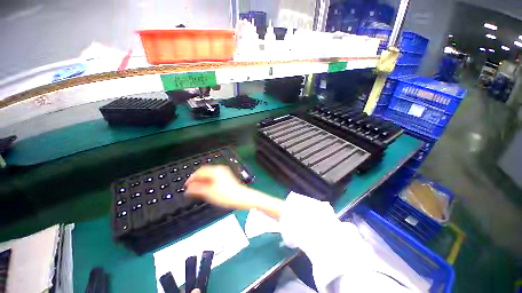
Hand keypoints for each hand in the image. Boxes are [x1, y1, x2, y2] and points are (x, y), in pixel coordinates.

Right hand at [185, 165, 283, 218]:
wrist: (242, 197)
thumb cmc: (226, 195)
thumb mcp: (209, 193)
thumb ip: (197, 189)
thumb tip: (188, 188)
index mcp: (215, 171)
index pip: (200, 171)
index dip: (191, 178)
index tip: (186, 186)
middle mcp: (220, 169)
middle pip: (205, 172)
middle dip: (197, 180)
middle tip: (191, 189)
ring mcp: (224, 173)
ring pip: (209, 175)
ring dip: (202, 181)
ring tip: (197, 190)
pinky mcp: (227, 177)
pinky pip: (214, 177)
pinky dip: (208, 182)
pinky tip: (207, 189)